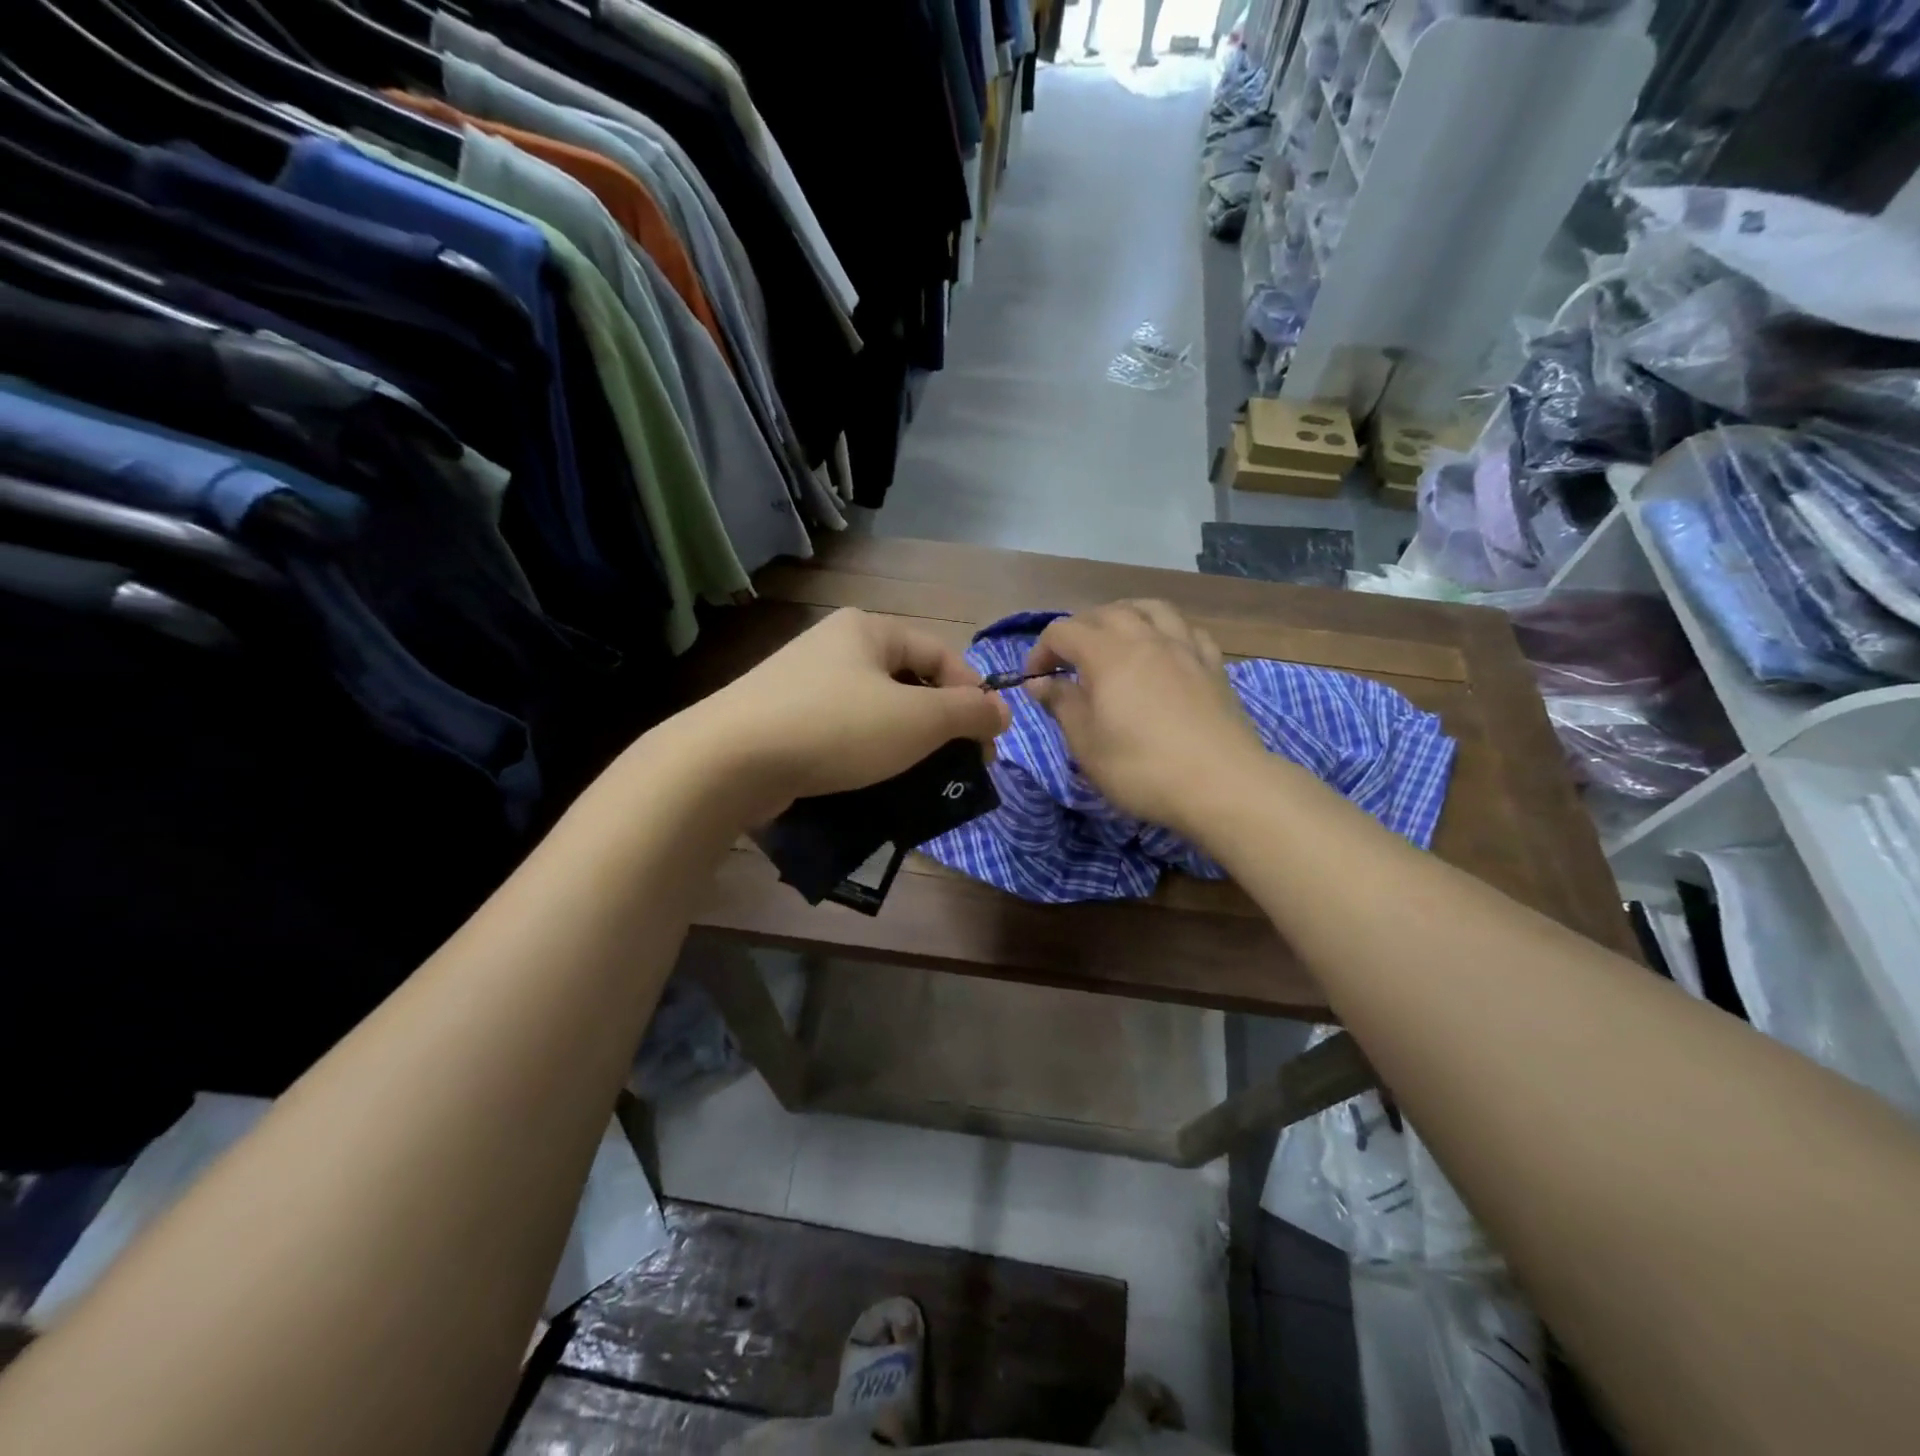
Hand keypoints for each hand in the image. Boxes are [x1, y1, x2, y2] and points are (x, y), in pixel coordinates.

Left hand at [673, 608, 1010, 819]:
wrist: (728, 761)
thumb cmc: (836, 728)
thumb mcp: (917, 719)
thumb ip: (968, 712)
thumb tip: (1003, 710)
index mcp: (867, 630)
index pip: (940, 654)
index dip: (972, 695)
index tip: (988, 742)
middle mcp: (834, 646)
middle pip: (907, 682)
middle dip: (938, 724)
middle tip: (958, 766)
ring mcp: (801, 683)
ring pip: (874, 711)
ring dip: (904, 744)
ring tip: (920, 781)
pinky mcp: (780, 720)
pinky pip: (840, 733)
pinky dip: (864, 755)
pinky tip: (872, 784)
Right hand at [1024, 600, 1267, 838]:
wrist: (1222, 784)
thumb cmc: (1141, 768)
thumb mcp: (1086, 744)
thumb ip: (1061, 704)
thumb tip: (1040, 682)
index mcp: (1107, 654)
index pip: (1062, 632)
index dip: (1040, 651)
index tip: (1035, 681)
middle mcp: (1145, 638)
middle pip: (1105, 613)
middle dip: (1078, 630)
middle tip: (1068, 662)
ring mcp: (1184, 648)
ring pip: (1150, 608)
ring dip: (1124, 616)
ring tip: (1115, 638)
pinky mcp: (1213, 665)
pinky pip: (1186, 630)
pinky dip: (1166, 632)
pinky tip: (1164, 651)